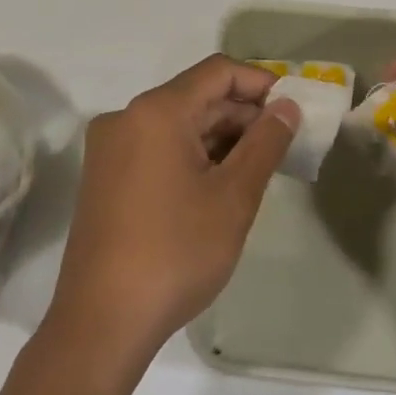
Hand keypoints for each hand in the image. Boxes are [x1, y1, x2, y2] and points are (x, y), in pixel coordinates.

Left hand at [44, 56, 297, 371]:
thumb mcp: (233, 198)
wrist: (102, 322)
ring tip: (259, 168)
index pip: (218, 72)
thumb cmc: (176, 253)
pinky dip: (192, 155)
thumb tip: (287, 107)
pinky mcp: (105, 176)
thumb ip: (265, 143)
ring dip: (220, 137)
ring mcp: (110, 148)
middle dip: (242, 114)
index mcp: (155, 111)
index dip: (260, 83)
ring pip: (177, 124)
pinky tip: (220, 183)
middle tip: (284, 144)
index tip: (293, 108)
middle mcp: (126, 117)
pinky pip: (157, 147)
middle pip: (196, 97)